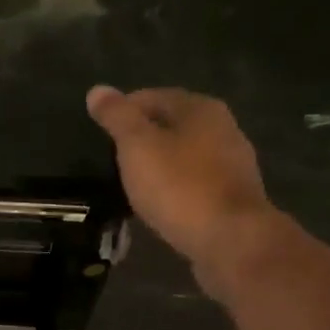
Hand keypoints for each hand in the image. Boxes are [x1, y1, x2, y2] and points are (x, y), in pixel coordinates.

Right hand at [85, 86, 272, 292]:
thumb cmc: (179, 187)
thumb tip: (96, 90)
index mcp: (200, 108)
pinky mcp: (233, 198)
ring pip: (186, 155)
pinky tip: (161, 204)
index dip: (124, 111)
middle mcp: (223, 128)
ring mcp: (232, 164)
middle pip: (173, 125)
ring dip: (161, 165)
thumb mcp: (138, 148)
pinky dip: (176, 188)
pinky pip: (195, 184)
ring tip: (134, 183)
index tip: (101, 133)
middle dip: (144, 138)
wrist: (229, 239)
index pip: (153, 96)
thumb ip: (117, 118)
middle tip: (114, 159)